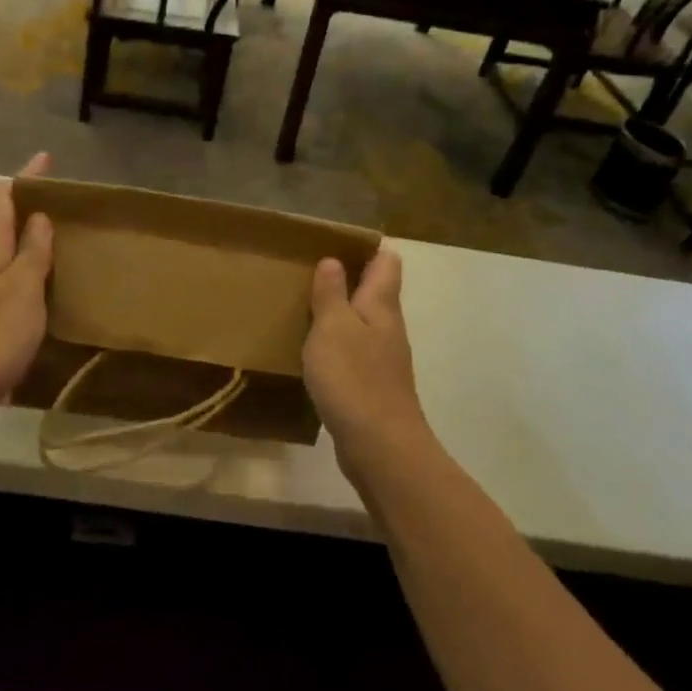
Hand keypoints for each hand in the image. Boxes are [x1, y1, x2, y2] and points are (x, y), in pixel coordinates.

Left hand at [0, 152, 53, 437]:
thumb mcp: (20, 290)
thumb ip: (31, 253)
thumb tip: (39, 218)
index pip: (2, 198)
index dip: (25, 176)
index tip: (47, 159)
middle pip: (4, 221)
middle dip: (32, 205)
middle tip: (71, 204)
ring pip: (8, 252)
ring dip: (33, 239)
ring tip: (69, 238)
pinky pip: (12, 281)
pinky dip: (32, 272)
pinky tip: (52, 285)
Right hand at [304, 249, 430, 477]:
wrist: (380, 447)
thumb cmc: (354, 378)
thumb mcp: (332, 327)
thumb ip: (331, 293)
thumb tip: (333, 260)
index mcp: (381, 305)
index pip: (386, 262)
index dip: (365, 247)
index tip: (331, 243)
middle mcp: (388, 327)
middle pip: (375, 291)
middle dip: (347, 278)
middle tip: (307, 272)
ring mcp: (383, 358)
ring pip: (363, 322)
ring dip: (339, 312)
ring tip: (303, 307)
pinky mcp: (373, 386)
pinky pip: (355, 351)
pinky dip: (336, 343)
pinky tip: (313, 352)